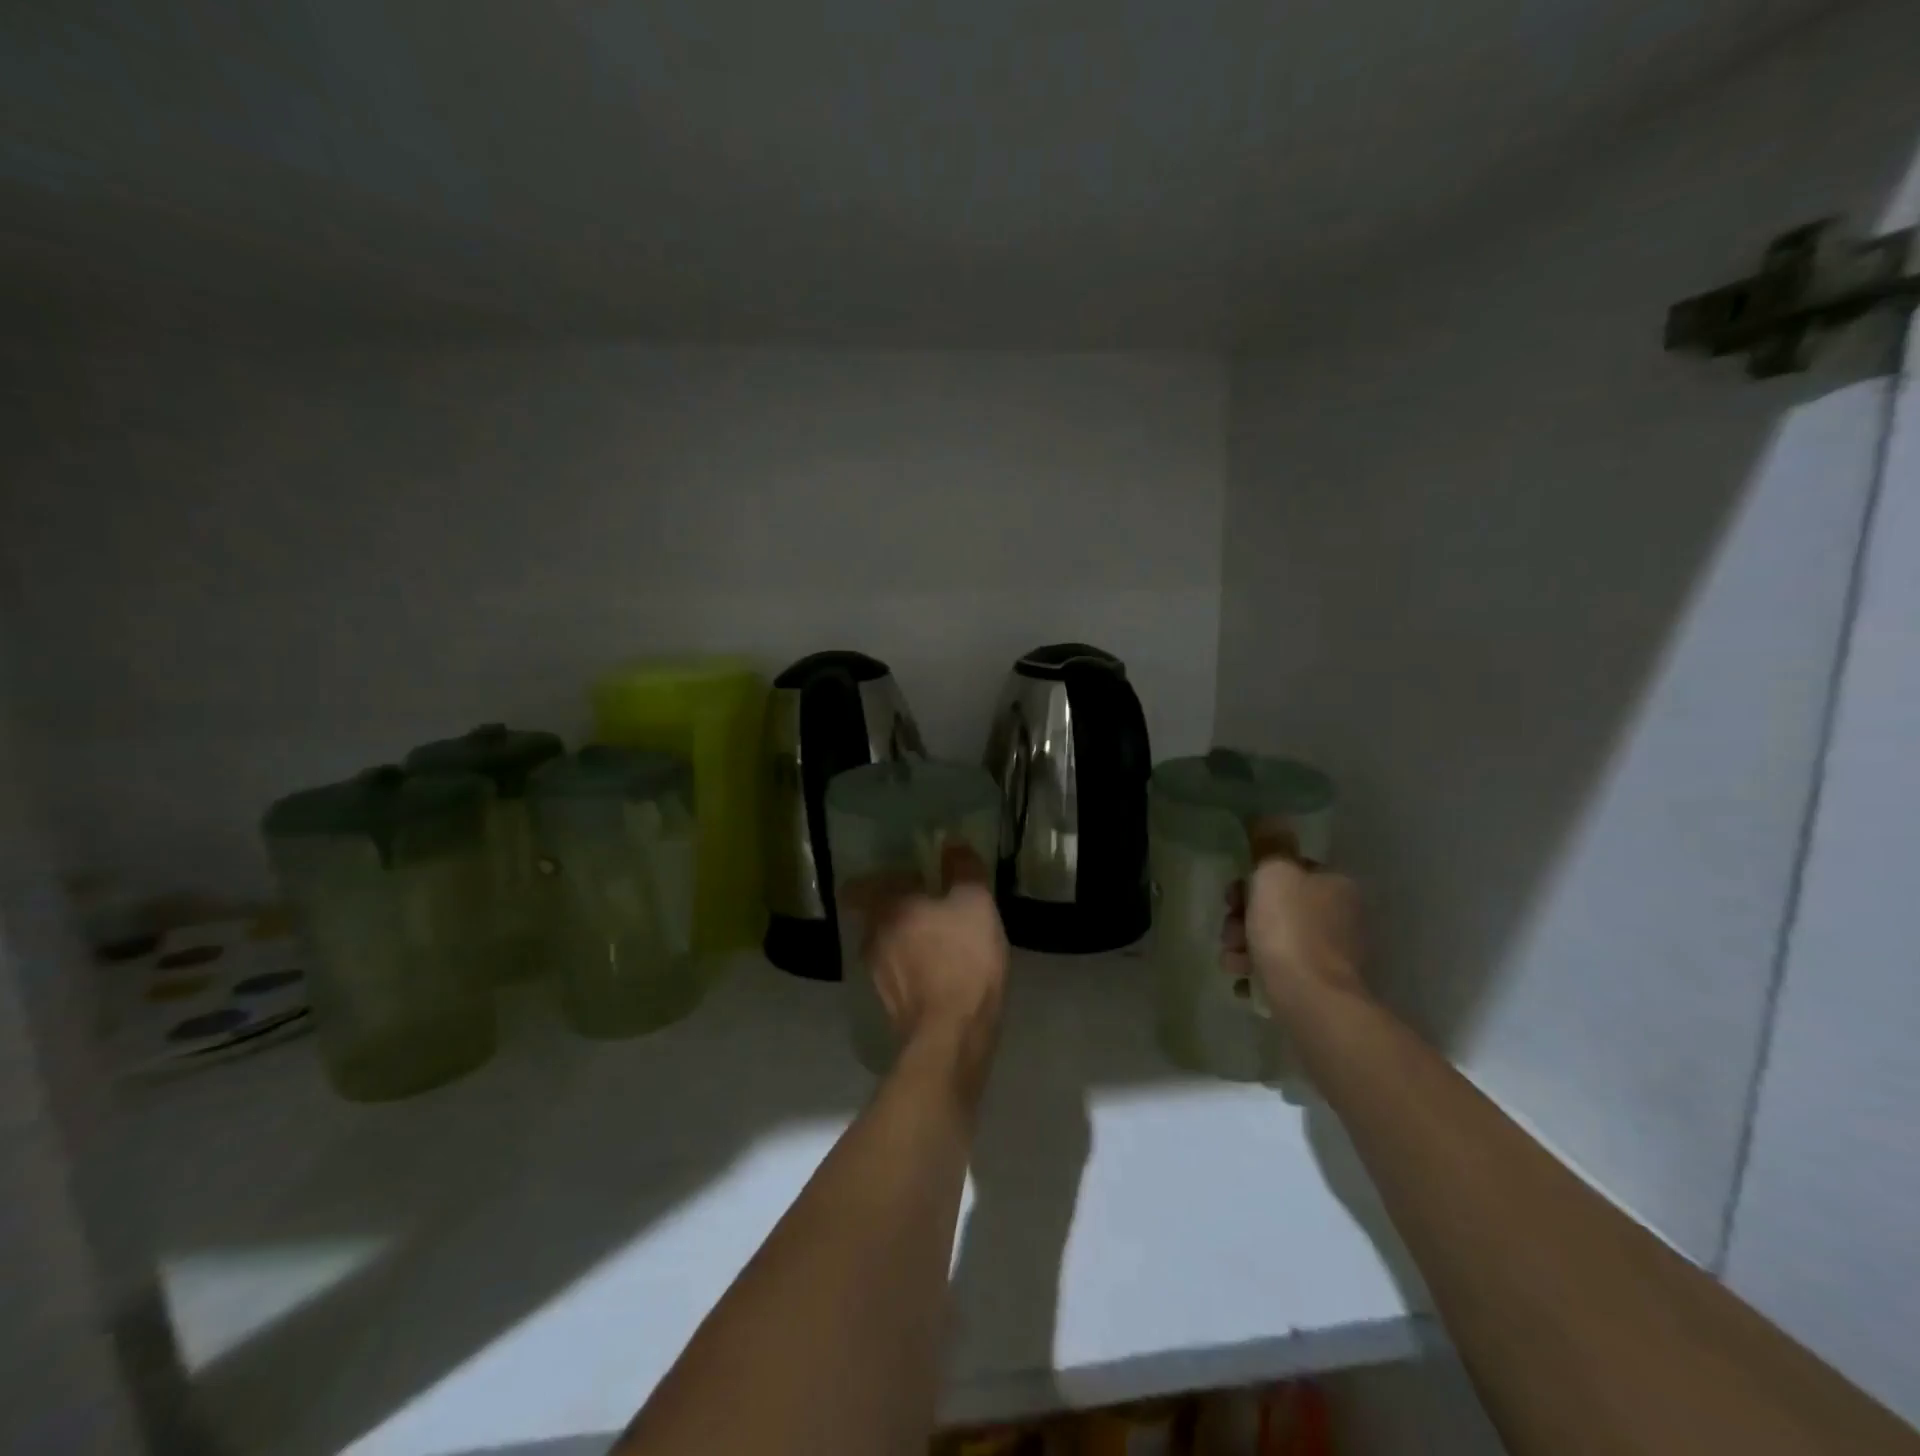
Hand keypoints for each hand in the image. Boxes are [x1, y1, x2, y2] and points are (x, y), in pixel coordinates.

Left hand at [847, 844, 1007, 1081]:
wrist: (951, 1035)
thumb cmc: (963, 957)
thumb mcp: (976, 903)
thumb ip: (963, 869)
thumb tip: (952, 843)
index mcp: (885, 907)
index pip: (859, 887)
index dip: (878, 882)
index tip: (905, 881)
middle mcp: (870, 937)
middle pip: (875, 916)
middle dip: (899, 912)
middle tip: (931, 909)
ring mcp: (875, 975)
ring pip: (885, 947)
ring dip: (906, 943)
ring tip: (939, 944)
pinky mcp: (887, 1006)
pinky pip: (896, 976)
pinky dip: (912, 971)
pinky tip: (939, 976)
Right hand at [1224, 819, 1365, 1018]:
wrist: (1311, 1001)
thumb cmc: (1290, 929)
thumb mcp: (1274, 873)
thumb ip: (1269, 843)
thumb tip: (1268, 816)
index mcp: (1335, 885)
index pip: (1288, 871)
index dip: (1253, 880)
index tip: (1233, 896)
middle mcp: (1340, 916)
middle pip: (1276, 906)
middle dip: (1243, 917)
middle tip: (1230, 931)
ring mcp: (1332, 954)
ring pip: (1273, 938)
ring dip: (1244, 945)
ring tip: (1234, 961)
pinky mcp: (1320, 986)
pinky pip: (1279, 970)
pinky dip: (1258, 971)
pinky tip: (1244, 980)